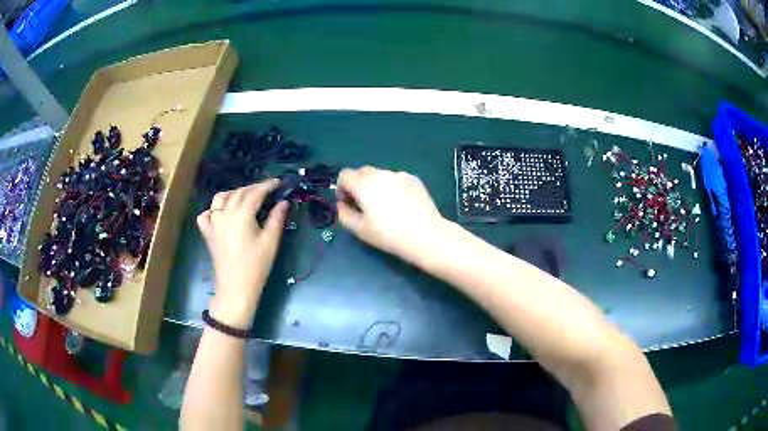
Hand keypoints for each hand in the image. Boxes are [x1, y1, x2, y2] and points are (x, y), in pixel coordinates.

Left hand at [196, 179, 288, 328]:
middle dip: (253, 188)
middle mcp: (225, 214)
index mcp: (241, 215)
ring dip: (233, 194)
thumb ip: (276, 219)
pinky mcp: (208, 233)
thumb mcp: (270, 242)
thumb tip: (283, 202)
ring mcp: (213, 223)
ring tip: (244, 198)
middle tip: (267, 191)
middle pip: (238, 193)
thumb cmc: (256, 266)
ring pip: (220, 198)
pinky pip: (206, 214)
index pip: (255, 193)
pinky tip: (221, 214)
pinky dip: (213, 210)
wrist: (235, 288)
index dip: (267, 185)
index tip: (278, 183)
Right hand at [336, 166, 446, 262]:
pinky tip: (401, 204)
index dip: (342, 188)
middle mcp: (380, 174)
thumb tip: (342, 204)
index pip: (344, 175)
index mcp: (363, 184)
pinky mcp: (414, 179)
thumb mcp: (360, 230)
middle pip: (362, 172)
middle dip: (358, 184)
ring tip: (385, 206)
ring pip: (380, 175)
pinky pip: (396, 179)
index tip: (347, 203)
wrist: (425, 235)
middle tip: (364, 204)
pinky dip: (393, 187)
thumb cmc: (388, 235)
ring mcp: (399, 175)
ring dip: (376, 185)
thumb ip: (344, 214)